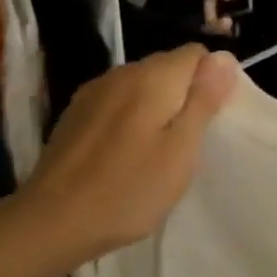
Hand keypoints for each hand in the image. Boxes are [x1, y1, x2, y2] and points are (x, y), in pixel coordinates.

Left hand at [18, 47, 239, 266]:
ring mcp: (93, 92)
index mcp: (152, 78)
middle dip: (185, 95)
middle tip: (188, 143)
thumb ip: (203, 100)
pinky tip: (126, 153)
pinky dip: (131, 118)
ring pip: (142, 86)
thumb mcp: (182, 149)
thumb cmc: (129, 189)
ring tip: (158, 150)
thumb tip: (224, 58)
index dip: (212, 82)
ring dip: (158, 108)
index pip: (197, 54)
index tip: (210, 122)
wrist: (52, 222)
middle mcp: (121, 73)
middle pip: (168, 67)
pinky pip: (117, 103)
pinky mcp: (75, 114)